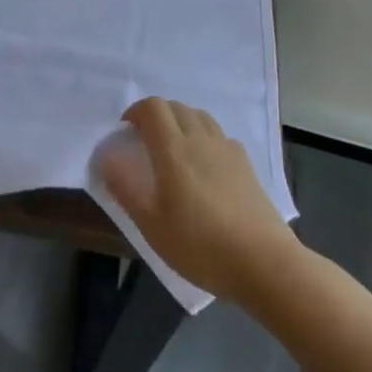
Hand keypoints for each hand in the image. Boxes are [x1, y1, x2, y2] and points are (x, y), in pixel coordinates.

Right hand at [99, 98, 296, 302]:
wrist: (265, 264)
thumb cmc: (200, 245)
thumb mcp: (151, 224)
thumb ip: (125, 187)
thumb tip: (106, 157)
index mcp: (174, 149)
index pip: (152, 108)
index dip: (135, 112)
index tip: (125, 133)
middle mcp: (201, 140)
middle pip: (176, 107)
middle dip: (155, 116)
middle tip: (144, 143)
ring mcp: (228, 151)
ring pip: (200, 117)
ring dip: (180, 122)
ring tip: (172, 151)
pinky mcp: (247, 166)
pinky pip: (219, 136)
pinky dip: (204, 138)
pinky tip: (204, 166)